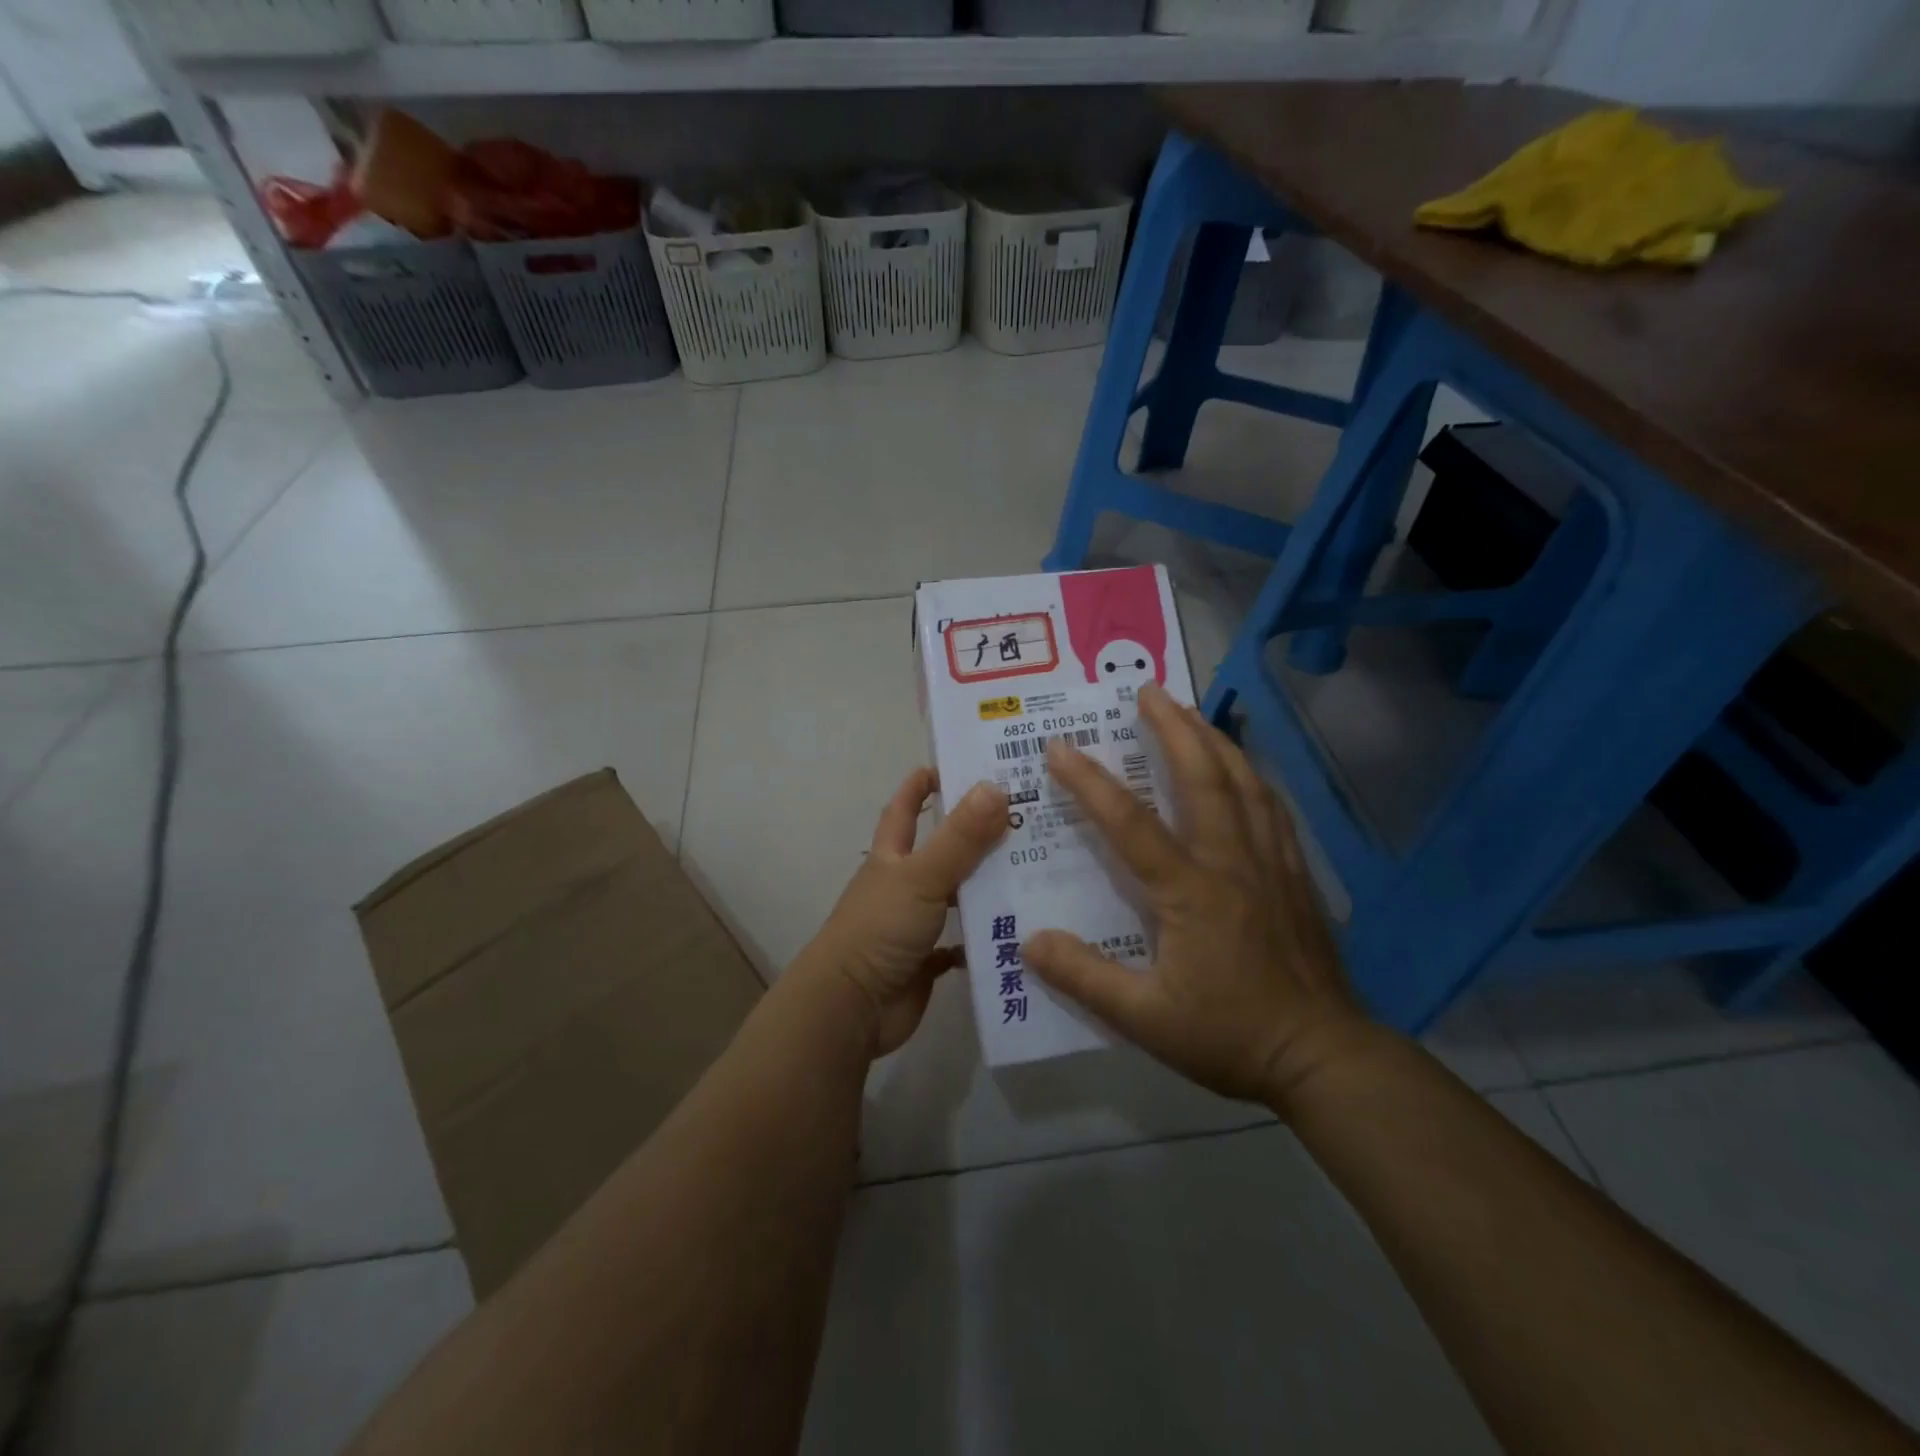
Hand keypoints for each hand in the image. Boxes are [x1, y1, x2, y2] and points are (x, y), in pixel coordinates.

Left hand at [801, 769, 1008, 1057]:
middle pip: (940, 851)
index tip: (955, 766)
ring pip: (956, 896)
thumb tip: (995, 786)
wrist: (850, 1007)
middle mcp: (902, 885)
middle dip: (974, 835)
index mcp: (892, 857)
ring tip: (1036, 871)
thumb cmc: (879, 929)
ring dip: (986, 886)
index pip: (904, 809)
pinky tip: (1017, 929)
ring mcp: (913, 924)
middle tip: (1024, 819)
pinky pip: (961, 943)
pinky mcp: (926, 961)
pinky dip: (983, 938)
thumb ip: (959, 837)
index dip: (922, 785)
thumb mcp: (921, 876)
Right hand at [1021, 683, 1366, 1109]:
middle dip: (1174, 728)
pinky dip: (1251, 776)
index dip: (1091, 782)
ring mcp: (1271, 864)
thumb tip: (1031, 942)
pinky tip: (1242, 770)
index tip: (1060, 746)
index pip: (1132, 823)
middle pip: (1204, 778)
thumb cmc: (1230, 1036)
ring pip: (1245, 783)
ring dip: (1215, 741)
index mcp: (1192, 891)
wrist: (1324, 1058)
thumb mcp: (1146, 1019)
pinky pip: (1272, 808)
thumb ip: (1086, 978)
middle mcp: (1232, 861)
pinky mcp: (1296, 875)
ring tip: (1192, 712)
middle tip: (1149, 691)